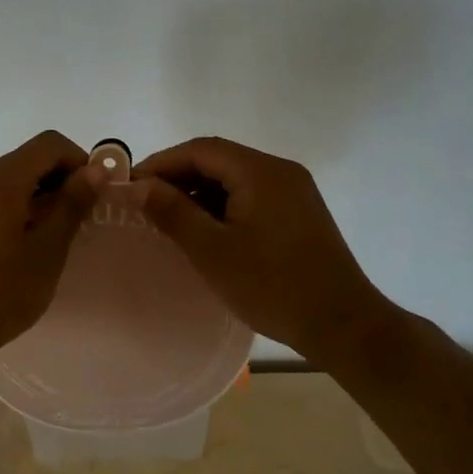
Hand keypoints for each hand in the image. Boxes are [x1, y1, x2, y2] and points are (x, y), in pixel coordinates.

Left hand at [0, 131, 100, 369]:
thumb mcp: (47, 251)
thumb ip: (72, 205)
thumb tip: (96, 170)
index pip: (49, 143)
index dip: (79, 162)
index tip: (92, 198)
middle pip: (28, 158)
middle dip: (59, 180)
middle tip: (77, 222)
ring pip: (9, 179)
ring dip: (38, 195)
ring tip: (52, 237)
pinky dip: (15, 207)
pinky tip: (22, 245)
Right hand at [136, 136, 393, 364]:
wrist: (341, 324)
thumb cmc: (272, 285)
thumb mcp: (212, 250)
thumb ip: (172, 213)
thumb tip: (138, 187)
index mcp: (261, 171)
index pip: (201, 150)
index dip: (162, 162)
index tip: (131, 185)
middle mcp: (280, 171)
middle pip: (219, 160)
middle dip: (178, 177)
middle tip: (145, 204)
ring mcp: (294, 192)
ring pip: (235, 179)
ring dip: (200, 193)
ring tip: (168, 219)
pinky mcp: (299, 213)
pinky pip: (252, 196)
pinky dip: (223, 206)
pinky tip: (204, 231)